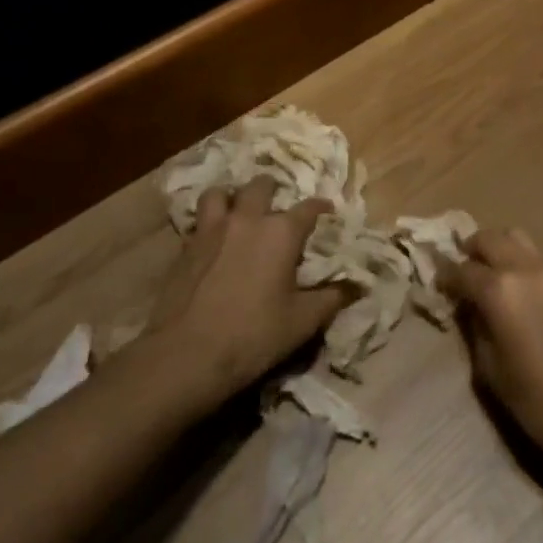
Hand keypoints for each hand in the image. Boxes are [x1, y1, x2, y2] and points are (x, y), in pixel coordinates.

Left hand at [142, 176, 347, 409]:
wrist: (184, 356)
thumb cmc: (252, 336)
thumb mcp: (302, 322)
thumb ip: (332, 298)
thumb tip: (357, 285)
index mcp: (281, 232)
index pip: (309, 208)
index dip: (322, 207)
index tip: (329, 211)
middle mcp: (248, 220)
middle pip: (261, 186)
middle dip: (273, 190)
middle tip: (278, 205)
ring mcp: (212, 230)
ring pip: (220, 194)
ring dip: (232, 197)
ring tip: (238, 211)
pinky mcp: (185, 247)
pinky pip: (199, 221)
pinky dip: (208, 223)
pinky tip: (213, 241)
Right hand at [445, 229, 542, 470]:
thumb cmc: (533, 397)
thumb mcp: (488, 366)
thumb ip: (474, 325)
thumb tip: (467, 305)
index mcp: (498, 289)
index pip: (461, 269)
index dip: (445, 277)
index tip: (437, 285)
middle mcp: (523, 268)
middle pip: (489, 238)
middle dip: (470, 250)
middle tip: (462, 272)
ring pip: (516, 237)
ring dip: (497, 248)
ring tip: (489, 273)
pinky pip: (535, 256)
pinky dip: (519, 261)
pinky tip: (517, 290)